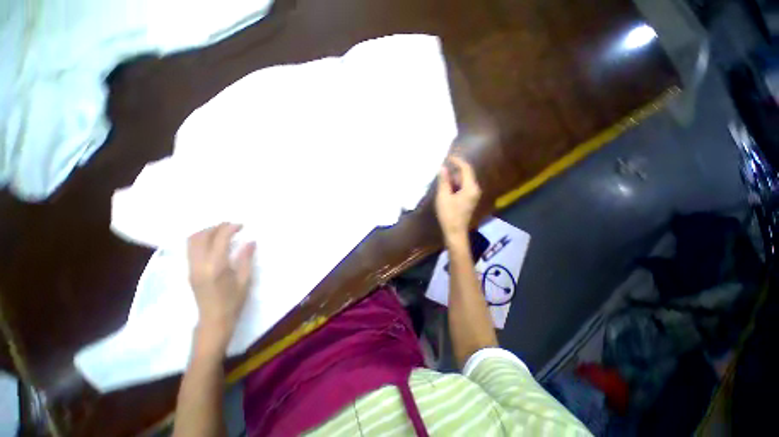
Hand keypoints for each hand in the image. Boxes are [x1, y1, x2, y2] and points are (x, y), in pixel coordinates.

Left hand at [187, 223, 255, 353]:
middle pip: (200, 237)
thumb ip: (246, 258)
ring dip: (206, 232)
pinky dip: (201, 240)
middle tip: (231, 225)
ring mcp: (191, 268)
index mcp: (216, 267)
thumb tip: (251, 241)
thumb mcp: (245, 280)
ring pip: (191, 241)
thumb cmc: (233, 301)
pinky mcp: (189, 271)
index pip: (219, 239)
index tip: (241, 225)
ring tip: (222, 231)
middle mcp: (199, 265)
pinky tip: (213, 242)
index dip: (229, 228)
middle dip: (215, 227)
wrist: (213, 320)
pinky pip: (191, 249)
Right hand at [435, 155, 481, 245]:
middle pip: (465, 175)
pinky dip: (455, 186)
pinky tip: (445, 189)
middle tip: (441, 170)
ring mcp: (473, 195)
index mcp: (471, 187)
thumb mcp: (443, 196)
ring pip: (463, 182)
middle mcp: (475, 189)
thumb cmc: (449, 214)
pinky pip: (463, 188)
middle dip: (453, 171)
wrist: (455, 232)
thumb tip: (443, 167)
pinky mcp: (469, 200)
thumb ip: (444, 181)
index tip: (447, 157)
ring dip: (453, 179)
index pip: (466, 168)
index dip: (457, 161)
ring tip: (441, 180)